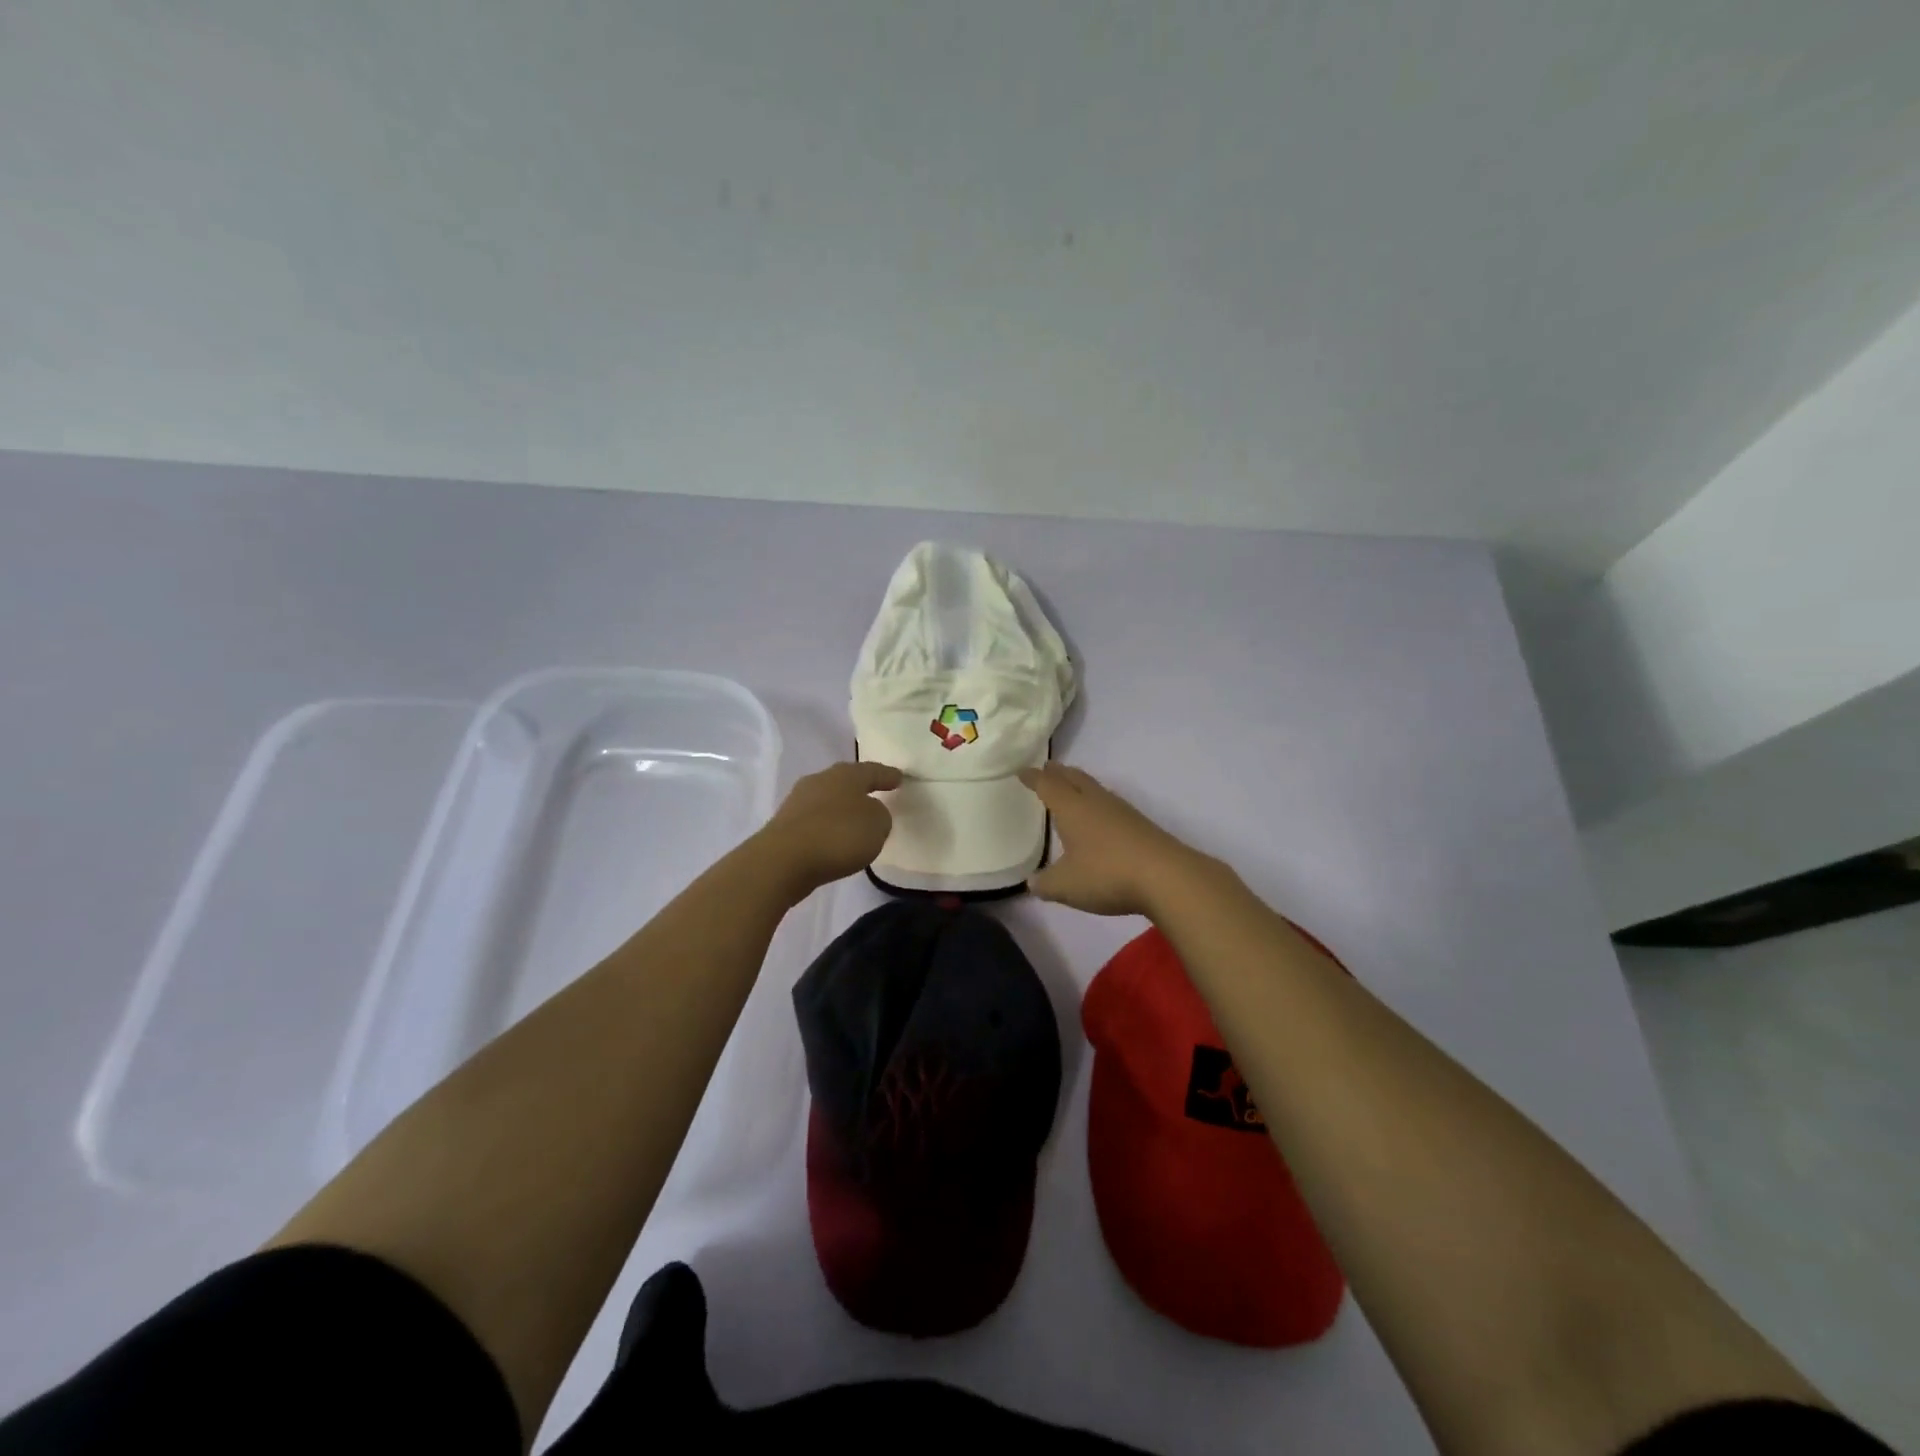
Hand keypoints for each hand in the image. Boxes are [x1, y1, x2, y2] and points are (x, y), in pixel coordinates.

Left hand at [753, 760, 902, 894]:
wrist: (783, 861)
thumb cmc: (838, 835)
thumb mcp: (877, 825)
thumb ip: (879, 815)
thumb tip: (868, 813)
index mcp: (845, 774)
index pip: (872, 770)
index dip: (887, 775)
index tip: (899, 778)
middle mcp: (820, 780)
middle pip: (845, 781)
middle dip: (861, 788)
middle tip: (876, 794)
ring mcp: (798, 802)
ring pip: (827, 799)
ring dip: (841, 808)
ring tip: (855, 820)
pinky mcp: (785, 825)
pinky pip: (815, 820)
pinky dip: (827, 826)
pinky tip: (833, 838)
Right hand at [1019, 762, 1209, 916]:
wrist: (1166, 877)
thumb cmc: (1106, 874)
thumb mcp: (1066, 885)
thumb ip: (1045, 884)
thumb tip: (1032, 883)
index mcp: (1072, 808)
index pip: (1048, 785)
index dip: (1034, 778)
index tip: (1022, 771)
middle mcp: (1096, 802)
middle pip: (1074, 778)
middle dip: (1058, 773)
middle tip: (1047, 769)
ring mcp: (1121, 812)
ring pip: (1094, 789)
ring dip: (1079, 785)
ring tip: (1070, 789)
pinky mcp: (1140, 825)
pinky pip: (1110, 805)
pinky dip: (1097, 804)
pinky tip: (1099, 818)